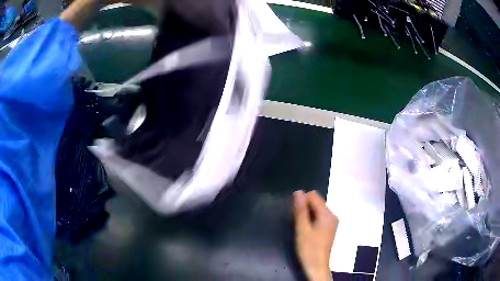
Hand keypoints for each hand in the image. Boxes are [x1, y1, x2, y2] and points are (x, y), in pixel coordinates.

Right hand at [293, 190, 337, 280]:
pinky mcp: (329, 227)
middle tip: (297, 222)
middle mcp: (332, 215)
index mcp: (327, 214)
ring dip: (307, 214)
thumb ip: (300, 210)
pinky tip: (307, 230)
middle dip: (305, 208)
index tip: (294, 213)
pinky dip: (311, 219)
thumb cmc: (309, 248)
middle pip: (316, 202)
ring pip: (317, 209)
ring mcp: (332, 221)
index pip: (313, 196)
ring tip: (301, 227)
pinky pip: (319, 216)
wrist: (317, 266)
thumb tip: (298, 192)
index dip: (302, 200)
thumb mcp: (302, 229)